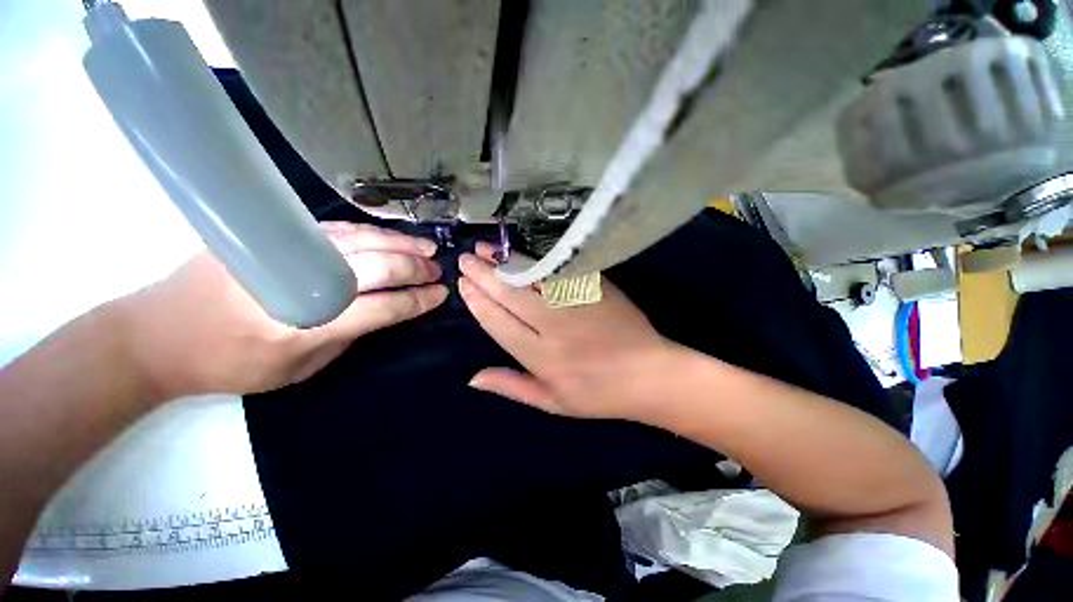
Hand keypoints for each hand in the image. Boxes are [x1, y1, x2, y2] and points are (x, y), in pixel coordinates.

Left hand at [117, 222, 447, 400]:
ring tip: (427, 248)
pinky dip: (371, 233)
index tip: (440, 295)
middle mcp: (301, 286)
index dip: (417, 300)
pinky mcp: (275, 236)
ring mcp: (286, 254)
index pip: (381, 308)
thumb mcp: (296, 371)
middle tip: (437, 270)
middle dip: (415, 268)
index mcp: (305, 330)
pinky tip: (391, 237)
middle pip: (375, 267)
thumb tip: (383, 311)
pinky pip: (338, 231)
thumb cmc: (232, 363)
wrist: (160, 333)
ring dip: (401, 244)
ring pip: (360, 241)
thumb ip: (345, 338)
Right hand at [457, 243, 676, 419]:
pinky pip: (561, 270)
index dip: (479, 302)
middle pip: (511, 295)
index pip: (499, 323)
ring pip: (533, 278)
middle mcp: (554, 327)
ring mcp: (576, 303)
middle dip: (485, 275)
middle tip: (466, 259)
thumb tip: (473, 378)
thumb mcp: (552, 403)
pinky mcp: (595, 288)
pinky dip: (537, 260)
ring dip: (506, 262)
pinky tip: (522, 252)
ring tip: (486, 249)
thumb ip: (512, 387)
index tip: (464, 285)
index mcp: (541, 358)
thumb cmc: (599, 394)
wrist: (650, 375)